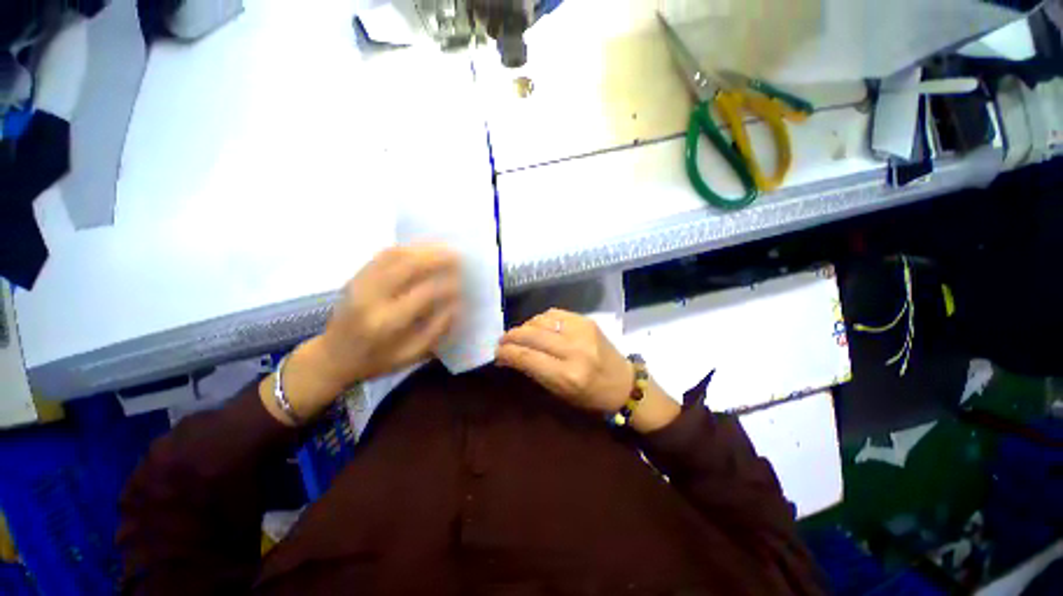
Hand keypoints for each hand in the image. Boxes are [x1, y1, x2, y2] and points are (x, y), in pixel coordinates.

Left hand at [318, 243, 462, 385]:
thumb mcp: (411, 356)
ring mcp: (360, 283)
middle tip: (457, 254)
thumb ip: (436, 330)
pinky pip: (382, 255)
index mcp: (386, 323)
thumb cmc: (375, 360)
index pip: (423, 294)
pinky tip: (421, 249)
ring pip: (394, 255)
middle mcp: (371, 298)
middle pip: (406, 266)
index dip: (446, 285)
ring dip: (422, 248)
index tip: (462, 283)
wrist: (332, 356)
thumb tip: (456, 303)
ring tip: (443, 248)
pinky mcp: (356, 276)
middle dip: (436, 257)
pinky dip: (406, 248)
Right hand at [496, 309, 633, 413]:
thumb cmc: (590, 396)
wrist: (624, 383)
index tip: (497, 353)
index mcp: (567, 375)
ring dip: (525, 327)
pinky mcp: (586, 320)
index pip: (527, 357)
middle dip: (511, 336)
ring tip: (520, 335)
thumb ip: (534, 371)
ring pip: (541, 320)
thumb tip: (510, 356)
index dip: (507, 353)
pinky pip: (554, 313)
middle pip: (531, 334)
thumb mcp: (560, 393)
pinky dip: (541, 319)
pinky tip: (538, 327)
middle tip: (502, 341)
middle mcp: (574, 349)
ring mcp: (582, 330)